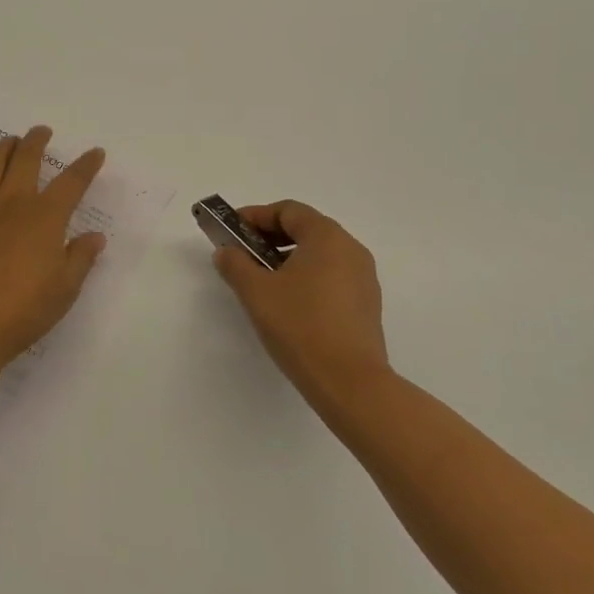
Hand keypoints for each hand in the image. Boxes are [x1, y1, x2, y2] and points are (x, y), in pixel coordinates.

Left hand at [0, 125, 107, 367]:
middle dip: (36, 140)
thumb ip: (81, 257)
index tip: (95, 153)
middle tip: (42, 131)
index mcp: (45, 217)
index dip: (86, 165)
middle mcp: (13, 203)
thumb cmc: (25, 310)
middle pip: (25, 159)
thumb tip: (95, 236)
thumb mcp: (65, 288)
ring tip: (9, 141)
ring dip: (1, 148)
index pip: (72, 182)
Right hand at [213, 200, 391, 410]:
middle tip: (243, 255)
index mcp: (327, 237)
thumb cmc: (300, 326)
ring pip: (319, 255)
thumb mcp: (256, 292)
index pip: (288, 211)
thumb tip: (227, 252)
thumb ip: (236, 264)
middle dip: (270, 238)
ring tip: (262, 282)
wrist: (349, 382)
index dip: (256, 216)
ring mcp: (364, 278)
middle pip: (306, 229)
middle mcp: (351, 250)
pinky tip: (288, 304)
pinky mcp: (366, 305)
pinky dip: (307, 279)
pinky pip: (332, 277)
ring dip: (287, 259)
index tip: (232, 231)